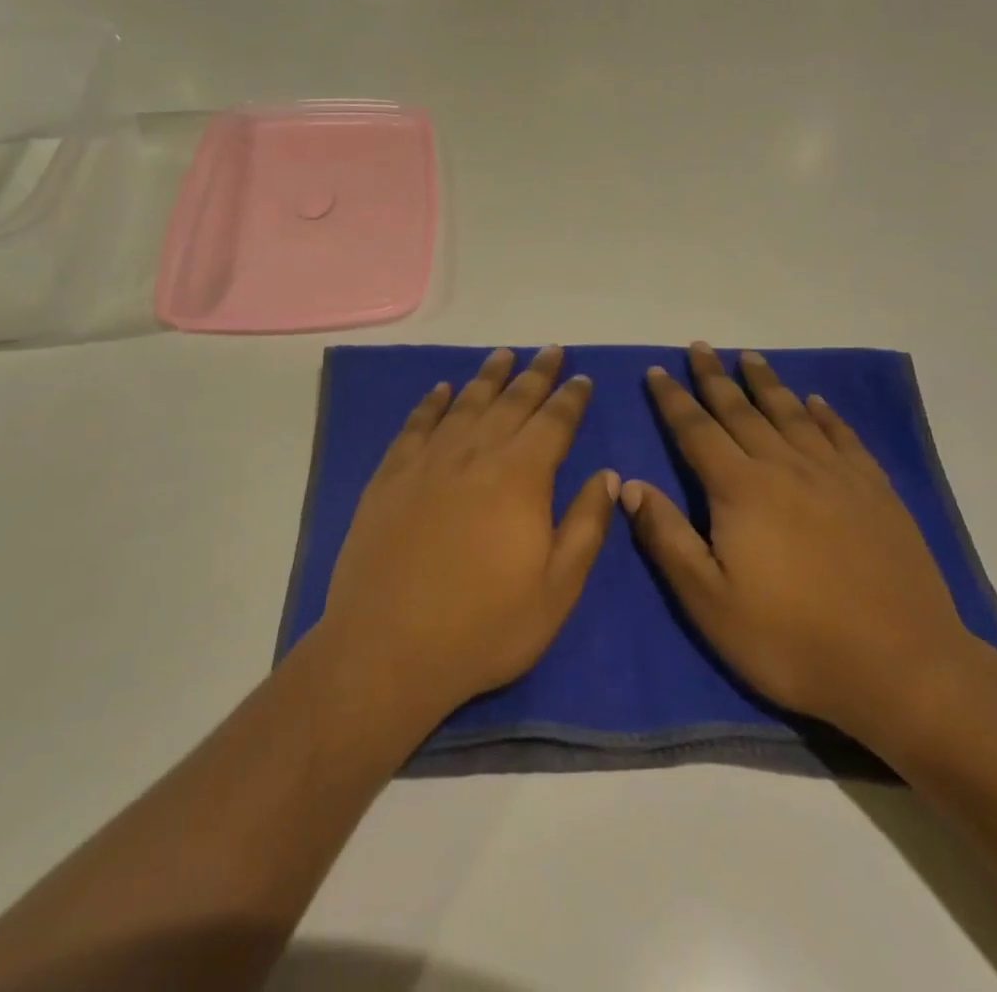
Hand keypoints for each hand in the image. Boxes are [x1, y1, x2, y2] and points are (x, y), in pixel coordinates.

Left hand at [321, 346, 619, 731]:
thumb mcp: (556, 589)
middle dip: (536, 373)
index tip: (581, 377)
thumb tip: (609, 475)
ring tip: (503, 354)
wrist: (387, 648)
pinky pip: (416, 424)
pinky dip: (432, 402)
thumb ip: (586, 526)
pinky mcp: (391, 475)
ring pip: (465, 403)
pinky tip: (441, 389)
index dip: (571, 398)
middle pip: (511, 401)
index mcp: (521, 476)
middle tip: (551, 350)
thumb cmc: (484, 626)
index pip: (554, 422)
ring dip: (488, 377)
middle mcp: (475, 454)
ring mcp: (428, 461)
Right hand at [622, 342, 978, 747]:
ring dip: (766, 383)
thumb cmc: (792, 641)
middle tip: (700, 347)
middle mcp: (785, 466)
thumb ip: (667, 538)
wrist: (903, 669)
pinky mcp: (875, 492)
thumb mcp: (710, 602)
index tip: (656, 371)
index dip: (673, 399)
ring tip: (750, 357)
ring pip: (791, 414)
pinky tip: (816, 402)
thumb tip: (632, 484)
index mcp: (741, 489)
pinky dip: (825, 414)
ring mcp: (836, 475)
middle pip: (742, 410)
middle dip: (715, 377)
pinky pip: (843, 437)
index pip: (696, 430)